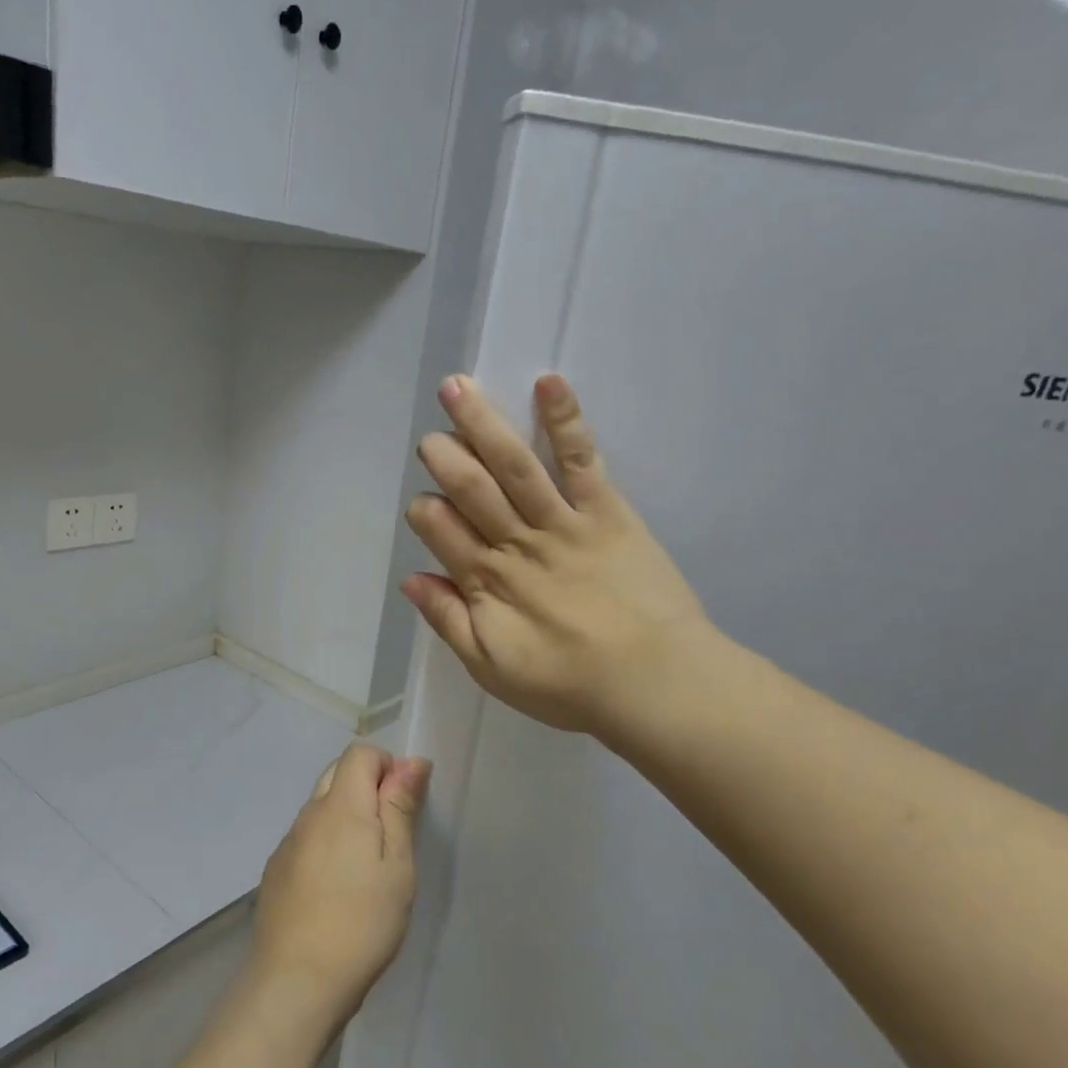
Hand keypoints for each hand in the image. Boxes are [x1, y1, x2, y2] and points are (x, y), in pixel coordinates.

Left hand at [248, 743, 429, 1037]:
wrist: (296, 980)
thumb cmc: (361, 921)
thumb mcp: (396, 864)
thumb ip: (399, 807)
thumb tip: (410, 761)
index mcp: (340, 805)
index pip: (358, 753)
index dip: (386, 766)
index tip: (404, 805)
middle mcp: (309, 814)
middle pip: (336, 774)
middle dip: (366, 787)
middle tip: (391, 835)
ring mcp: (287, 842)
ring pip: (320, 807)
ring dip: (346, 817)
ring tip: (366, 868)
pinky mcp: (276, 869)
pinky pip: (306, 837)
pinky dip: (325, 844)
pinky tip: (336, 888)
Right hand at [402, 373, 717, 750]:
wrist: (656, 684)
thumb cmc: (569, 684)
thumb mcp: (491, 669)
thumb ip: (449, 621)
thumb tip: (411, 579)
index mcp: (487, 582)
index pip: (441, 531)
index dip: (425, 512)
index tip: (422, 506)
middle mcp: (518, 543)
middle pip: (472, 489)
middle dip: (445, 458)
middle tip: (430, 437)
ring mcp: (563, 522)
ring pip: (514, 465)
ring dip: (483, 424)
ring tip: (458, 387)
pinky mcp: (607, 510)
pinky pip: (581, 459)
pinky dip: (565, 420)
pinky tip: (548, 382)